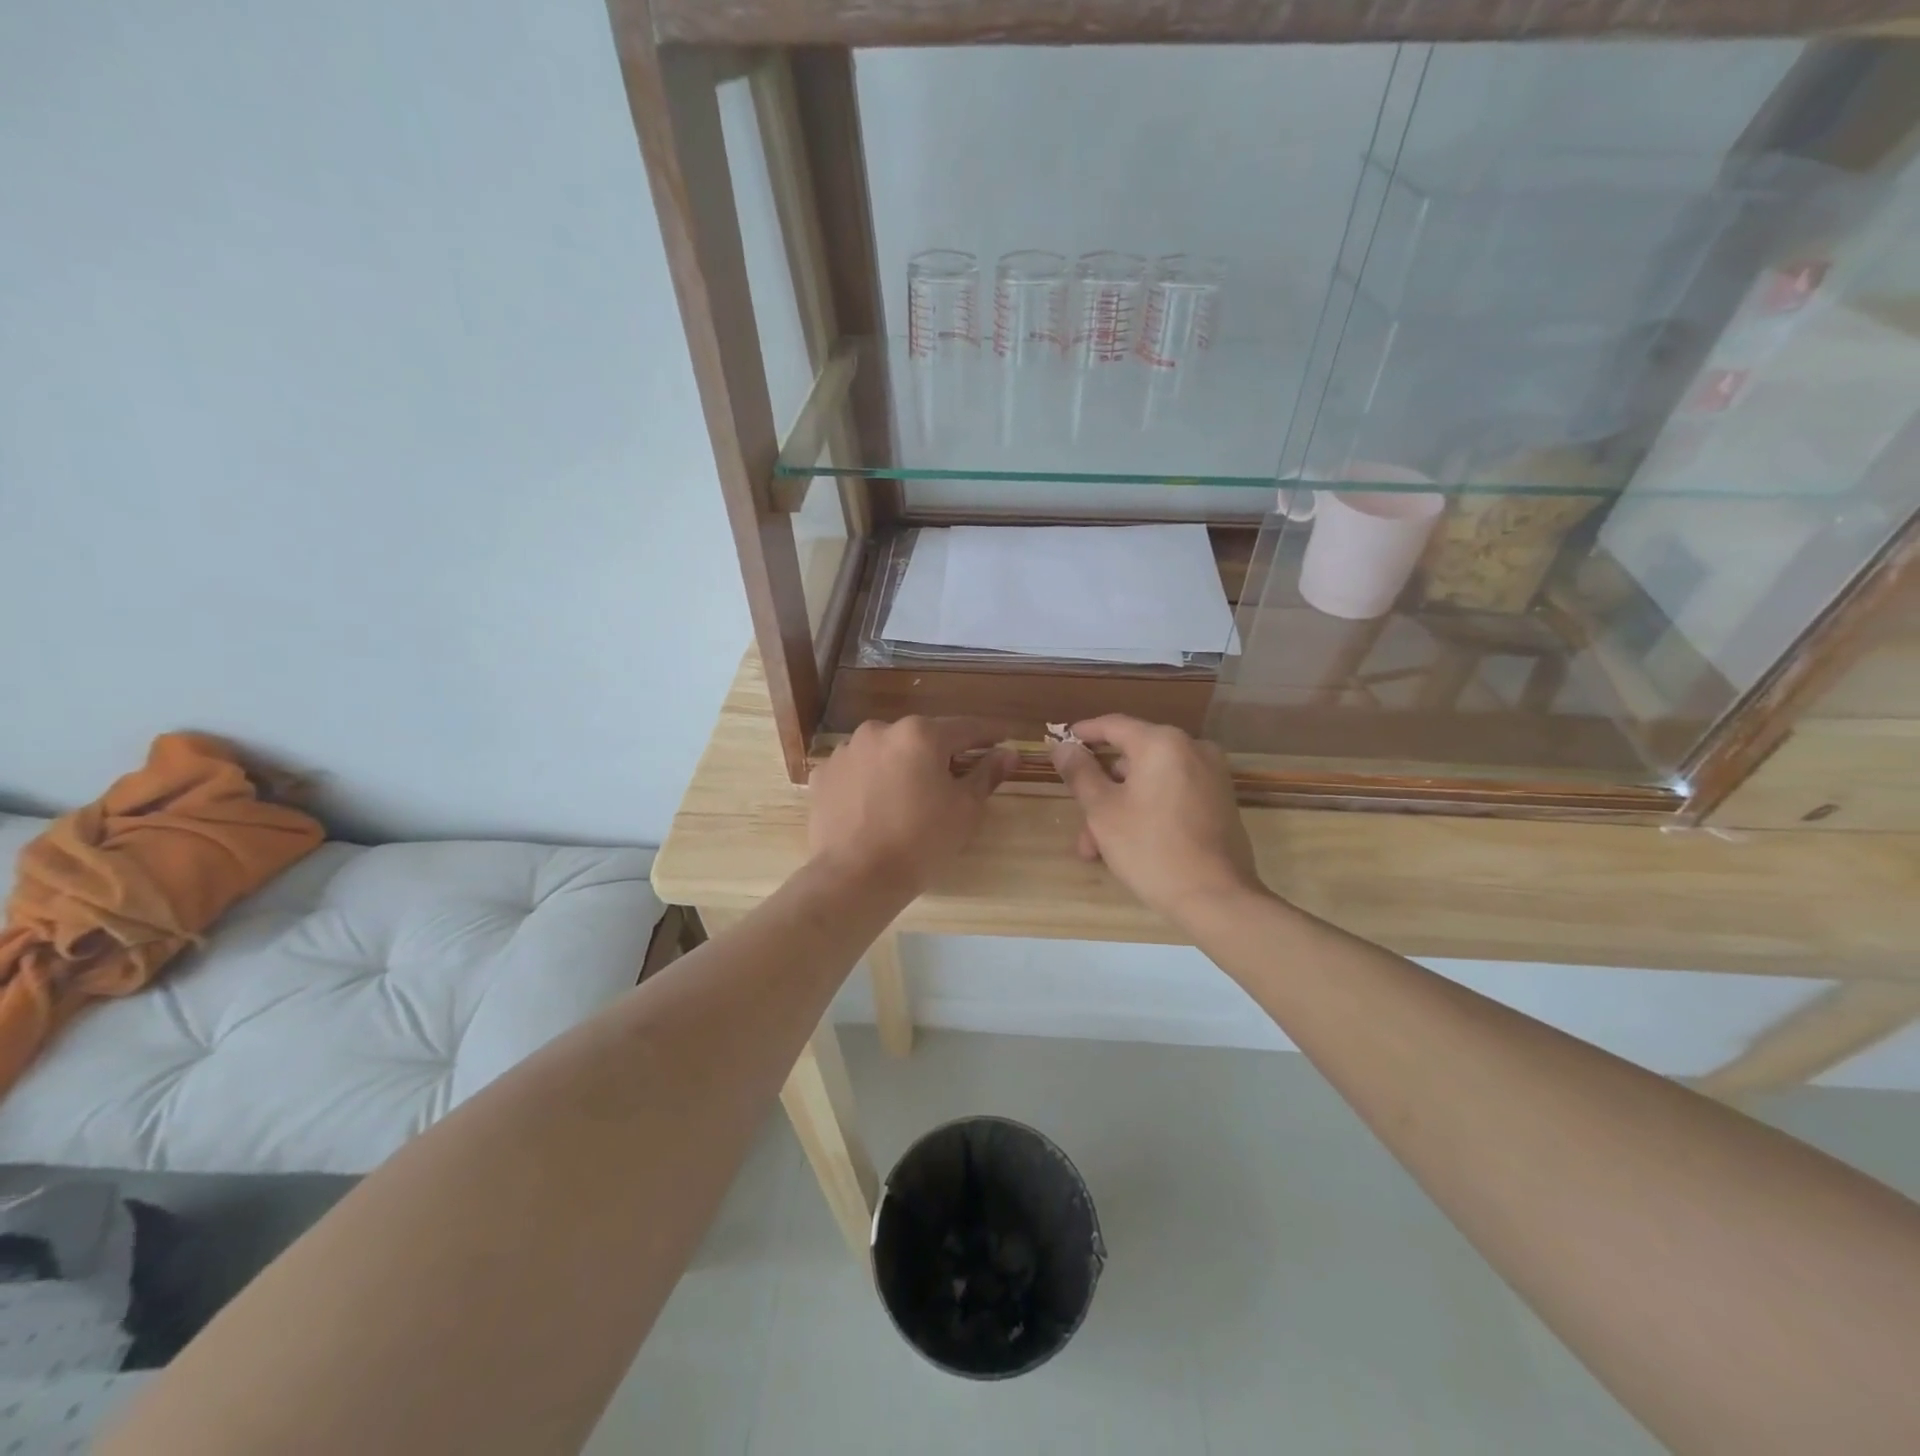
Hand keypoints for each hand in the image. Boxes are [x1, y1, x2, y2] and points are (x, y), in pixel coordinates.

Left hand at [809, 717, 1016, 897]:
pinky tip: (876, 806)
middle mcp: (880, 730)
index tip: (1004, 738)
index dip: (989, 734)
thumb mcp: (965, 809)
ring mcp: (846, 751)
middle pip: (921, 738)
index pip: (965, 728)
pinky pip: (857, 770)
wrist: (856, 877)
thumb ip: (986, 774)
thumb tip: (1008, 753)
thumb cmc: (921, 841)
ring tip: (909, 796)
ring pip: (886, 752)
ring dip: (901, 765)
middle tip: (954, 777)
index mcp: (920, 734)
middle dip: (940, 753)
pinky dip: (870, 781)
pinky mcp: (824, 775)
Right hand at [1051, 716, 1263, 924]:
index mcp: (1162, 743)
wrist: (1216, 898)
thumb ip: (1080, 773)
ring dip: (1121, 808)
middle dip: (1101, 790)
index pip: (1114, 725)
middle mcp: (1192, 749)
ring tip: (1098, 849)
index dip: (1083, 733)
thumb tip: (1063, 746)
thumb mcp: (1103, 810)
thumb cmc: (1150, 848)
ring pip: (1151, 782)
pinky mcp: (1221, 801)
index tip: (1060, 744)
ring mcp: (1212, 776)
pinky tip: (1129, 845)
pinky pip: (1173, 795)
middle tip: (1079, 821)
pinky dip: (1148, 810)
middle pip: (1132, 759)